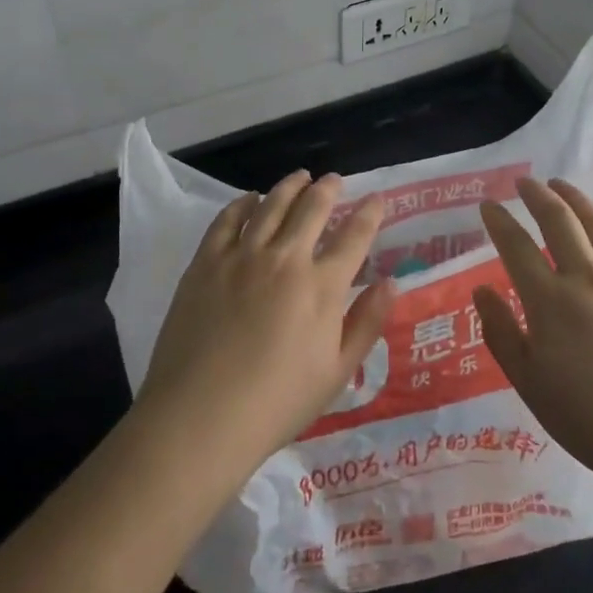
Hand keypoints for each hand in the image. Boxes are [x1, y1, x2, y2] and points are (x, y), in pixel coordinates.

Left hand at [138, 170, 396, 471]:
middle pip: (313, 209)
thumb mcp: (337, 373)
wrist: (201, 416)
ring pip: (271, 205)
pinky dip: (243, 203)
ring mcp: (242, 256)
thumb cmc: (277, 403)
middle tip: (335, 180)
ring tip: (300, 177)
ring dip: (290, 186)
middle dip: (329, 189)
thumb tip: (391, 282)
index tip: (377, 199)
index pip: (354, 237)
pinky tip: (250, 199)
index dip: (370, 213)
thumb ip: (367, 323)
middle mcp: (286, 259)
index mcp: (322, 287)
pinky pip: (228, 219)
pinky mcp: (206, 262)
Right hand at [472, 178, 592, 492]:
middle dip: (537, 195)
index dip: (499, 222)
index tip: (487, 205)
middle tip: (524, 182)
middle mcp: (588, 279)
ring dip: (575, 199)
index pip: (517, 247)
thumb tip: (482, 291)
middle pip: (559, 221)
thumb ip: (501, 334)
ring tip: (561, 185)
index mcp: (551, 303)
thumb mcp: (531, 385)